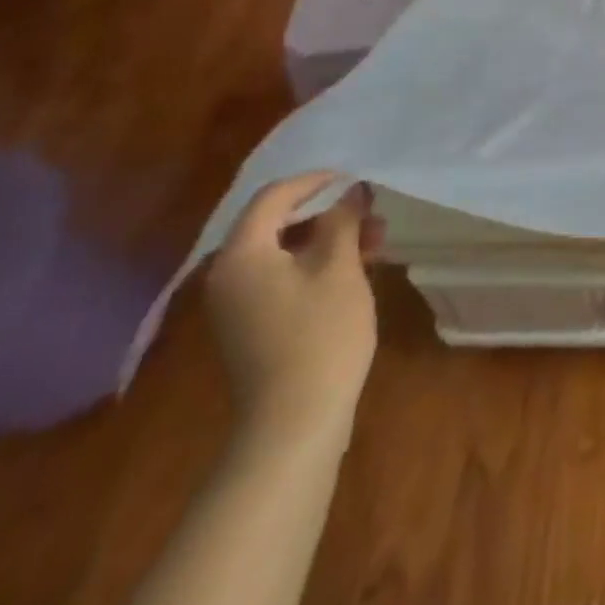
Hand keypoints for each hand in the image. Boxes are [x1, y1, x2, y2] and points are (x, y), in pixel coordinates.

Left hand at [205, 172, 384, 452]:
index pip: (274, 197)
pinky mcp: (251, 326)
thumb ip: (344, 221)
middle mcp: (228, 275)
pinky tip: (355, 270)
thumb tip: (351, 192)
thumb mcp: (339, 268)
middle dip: (329, 213)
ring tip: (376, 242)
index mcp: (242, 254)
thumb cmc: (320, 334)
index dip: (316, 181)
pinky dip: (316, 265)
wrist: (293, 424)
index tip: (355, 180)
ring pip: (284, 251)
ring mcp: (237, 304)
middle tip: (373, 214)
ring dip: (328, 239)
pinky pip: (282, 277)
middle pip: (278, 223)